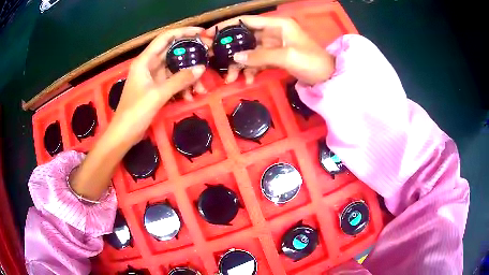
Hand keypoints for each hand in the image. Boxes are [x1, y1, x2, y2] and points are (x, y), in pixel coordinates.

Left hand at [70, 27, 206, 200]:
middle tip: (208, 57)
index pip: (166, 38)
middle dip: (190, 57)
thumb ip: (180, 80)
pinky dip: (181, 88)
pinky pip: (172, 83)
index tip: (201, 33)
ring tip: (199, 89)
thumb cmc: (135, 111)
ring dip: (187, 78)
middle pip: (172, 53)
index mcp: (145, 61)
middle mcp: (148, 66)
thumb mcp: (158, 94)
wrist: (124, 134)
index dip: (183, 32)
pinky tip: (189, 98)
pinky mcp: (155, 89)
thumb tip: (201, 68)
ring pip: (174, 70)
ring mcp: (152, 78)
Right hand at [207, 16, 334, 84]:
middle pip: (245, 37)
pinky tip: (247, 80)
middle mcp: (273, 32)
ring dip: (239, 64)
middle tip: (214, 60)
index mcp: (277, 24)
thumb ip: (260, 56)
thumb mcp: (287, 56)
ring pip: (249, 51)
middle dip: (230, 49)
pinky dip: (251, 70)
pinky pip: (257, 61)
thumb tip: (236, 58)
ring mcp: (273, 45)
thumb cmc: (311, 61)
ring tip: (231, 78)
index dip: (227, 26)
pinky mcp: (275, 57)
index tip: (209, 34)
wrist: (327, 78)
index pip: (247, 21)